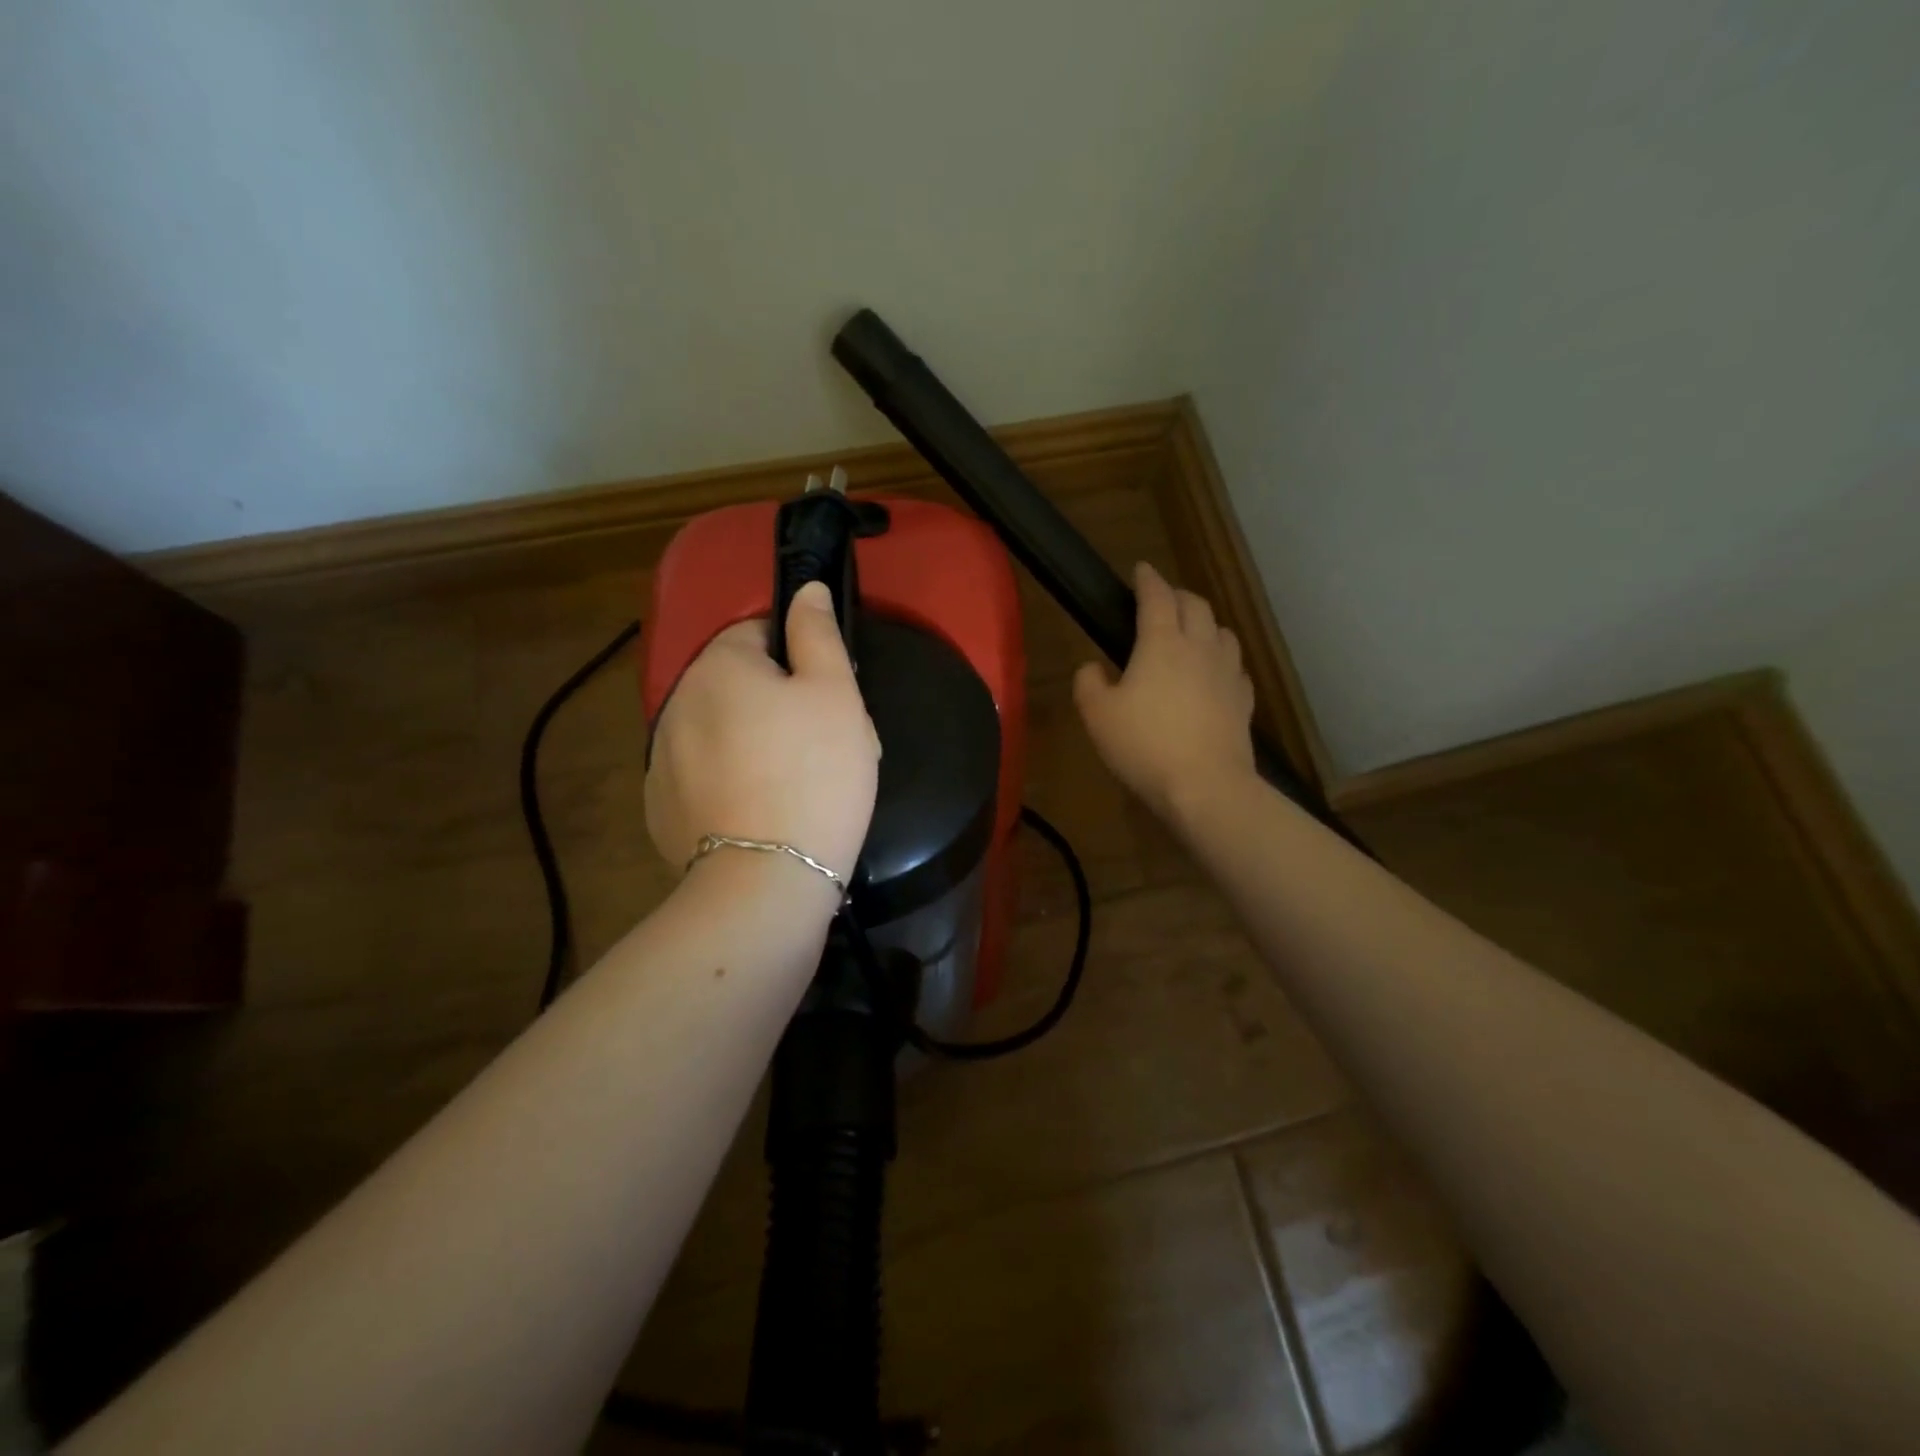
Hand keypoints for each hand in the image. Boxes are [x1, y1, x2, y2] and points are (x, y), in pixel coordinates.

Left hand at [646, 582, 879, 883]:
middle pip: (737, 684)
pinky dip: (727, 783)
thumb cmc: (816, 773)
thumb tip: (807, 588)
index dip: (801, 661)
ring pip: (719, 730)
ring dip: (751, 742)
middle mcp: (677, 700)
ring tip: (792, 787)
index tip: (829, 701)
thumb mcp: (836, 694)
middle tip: (820, 747)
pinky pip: (701, 776)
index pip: (760, 634)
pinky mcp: (660, 806)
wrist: (768, 879)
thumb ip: (818, 633)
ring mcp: (661, 757)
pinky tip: (758, 813)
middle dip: (776, 704)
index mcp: (719, 664)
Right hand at [1073, 562, 1255, 820]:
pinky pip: (1234, 666)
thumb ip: (1088, 682)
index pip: (1157, 596)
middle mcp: (1199, 647)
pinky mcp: (1243, 700)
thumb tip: (1093, 667)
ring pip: (1221, 631)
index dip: (1148, 579)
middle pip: (1195, 605)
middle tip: (1161, 600)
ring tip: (1190, 633)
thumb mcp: (1096, 715)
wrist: (1205, 786)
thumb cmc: (1143, 746)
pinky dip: (1221, 659)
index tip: (1140, 569)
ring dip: (1204, 623)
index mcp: (1162, 642)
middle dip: (1177, 595)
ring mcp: (1227, 673)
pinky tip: (1213, 674)